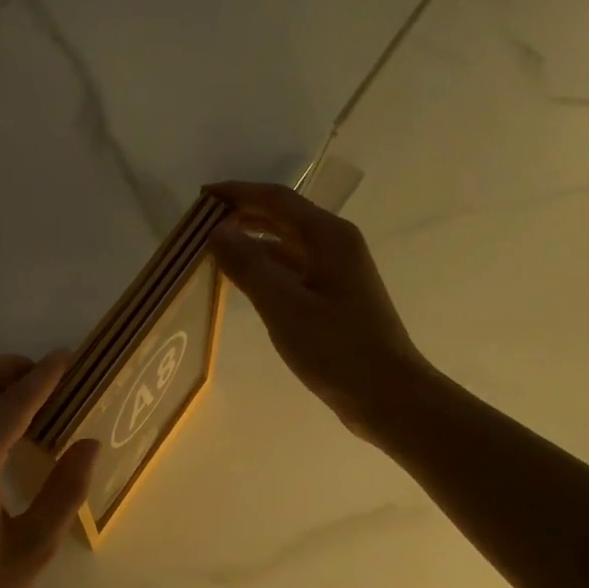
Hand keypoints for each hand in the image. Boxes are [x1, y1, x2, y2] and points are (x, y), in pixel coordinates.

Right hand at [205, 181, 435, 438]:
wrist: (387, 394)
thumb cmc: (336, 348)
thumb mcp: (284, 306)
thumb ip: (248, 265)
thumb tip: (216, 231)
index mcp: (328, 237)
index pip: (276, 199)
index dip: (237, 193)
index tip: (201, 197)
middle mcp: (335, 244)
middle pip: (282, 216)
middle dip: (242, 214)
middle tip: (201, 223)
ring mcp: (337, 271)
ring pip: (286, 243)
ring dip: (251, 241)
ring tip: (214, 248)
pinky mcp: (333, 296)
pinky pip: (291, 268)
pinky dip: (264, 266)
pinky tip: (242, 279)